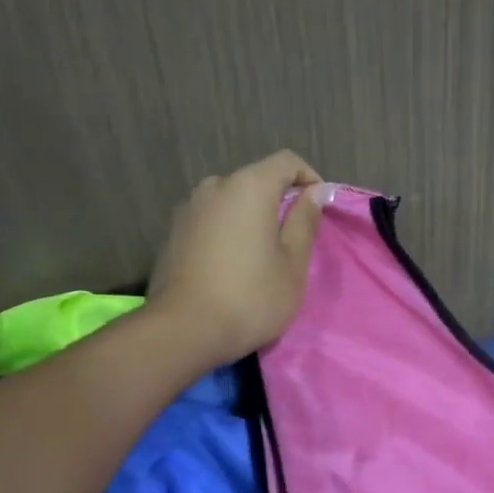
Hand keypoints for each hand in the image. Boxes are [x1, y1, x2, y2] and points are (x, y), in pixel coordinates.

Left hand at [147, 151, 328, 365]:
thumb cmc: (250, 297)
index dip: (310, 179)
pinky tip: (232, 268)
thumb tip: (315, 191)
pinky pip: (211, 222)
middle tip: (293, 242)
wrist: (183, 330)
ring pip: (231, 203)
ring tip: (261, 258)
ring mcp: (188, 208)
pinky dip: (228, 233)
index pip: (287, 162)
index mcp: (248, 186)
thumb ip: (304, 221)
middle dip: (279, 203)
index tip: (320, 209)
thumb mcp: (292, 264)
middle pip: (256, 181)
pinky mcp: (173, 233)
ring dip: (251, 220)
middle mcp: (214, 186)